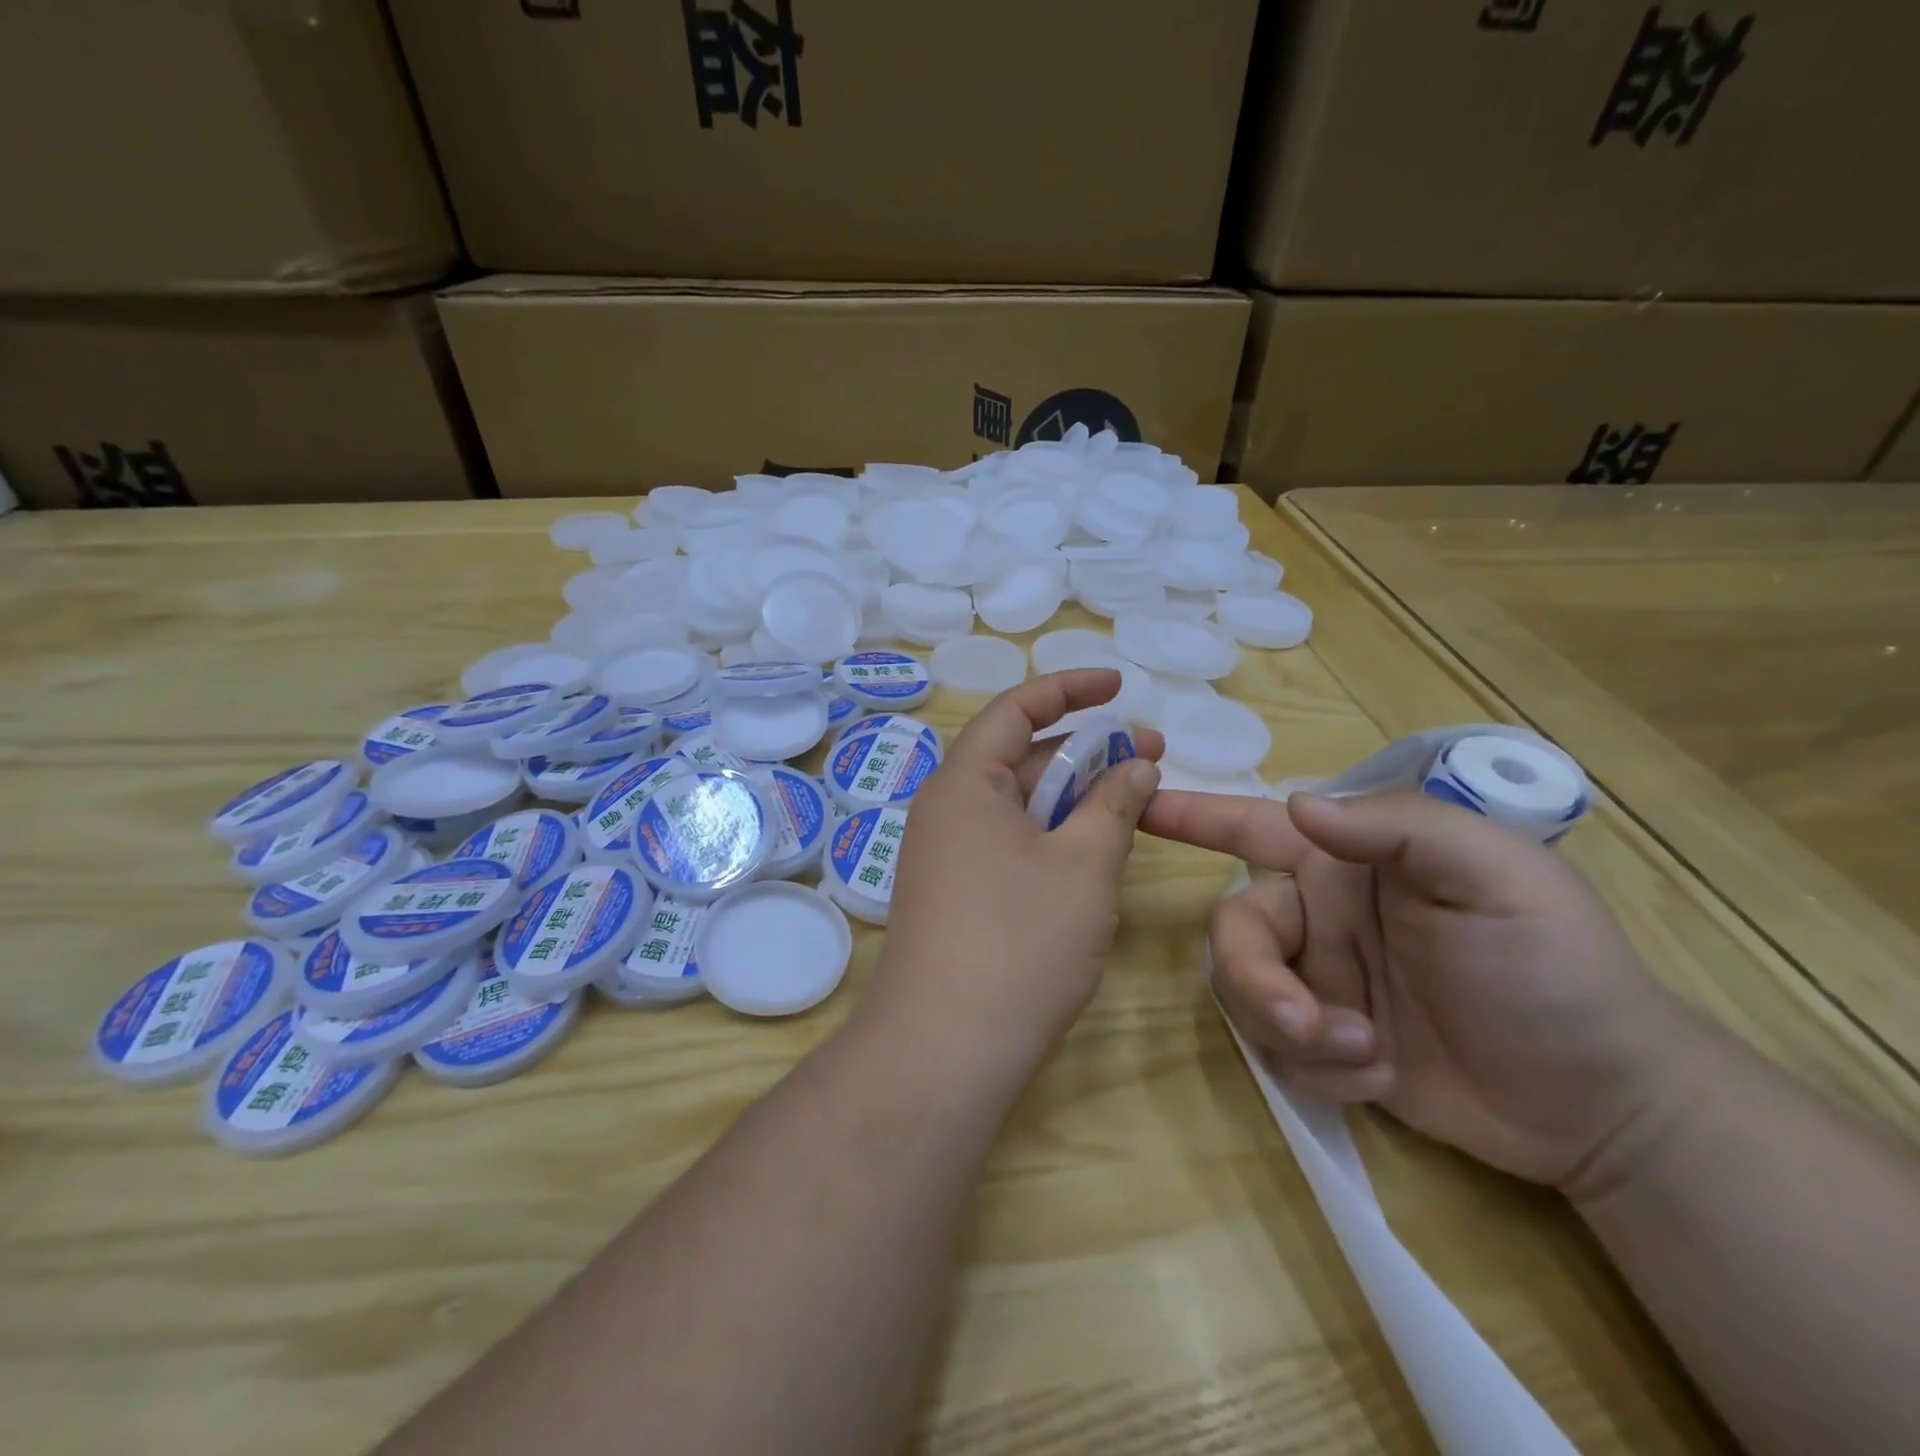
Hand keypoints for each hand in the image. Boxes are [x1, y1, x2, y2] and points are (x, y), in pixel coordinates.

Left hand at [868, 669, 1163, 1083]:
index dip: (1069, 689)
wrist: (944, 1050)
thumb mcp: (1083, 865)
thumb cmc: (1019, 943)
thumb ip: (1114, 805)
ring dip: (1073, 798)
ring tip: (1133, 801)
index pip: (1015, 710)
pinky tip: (1092, 854)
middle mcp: (945, 811)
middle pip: (1019, 758)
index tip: (1120, 686)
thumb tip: (1135, 765)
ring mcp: (945, 857)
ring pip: (1017, 806)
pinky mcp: (954, 897)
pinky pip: (1008, 845)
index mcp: (964, 784)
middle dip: (1085, 751)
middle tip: (1151, 756)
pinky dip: (1051, 836)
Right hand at [1142, 789, 1695, 1192]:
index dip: (1192, 813)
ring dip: (1290, 1029)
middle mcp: (1319, 916)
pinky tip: (1377, 1078)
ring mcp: (1318, 981)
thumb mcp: (1498, 878)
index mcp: (1349, 864)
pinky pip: (1276, 1048)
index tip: (1137, 805)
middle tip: (1307, 1025)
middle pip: (1235, 929)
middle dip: (1256, 978)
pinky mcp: (1323, 1043)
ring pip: (1244, 991)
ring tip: (1364, 1057)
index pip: (1253, 825)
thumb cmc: (1555, 969)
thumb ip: (1399, 828)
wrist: (1604, 1106)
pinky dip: (1317, 1069)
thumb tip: (1298, 805)